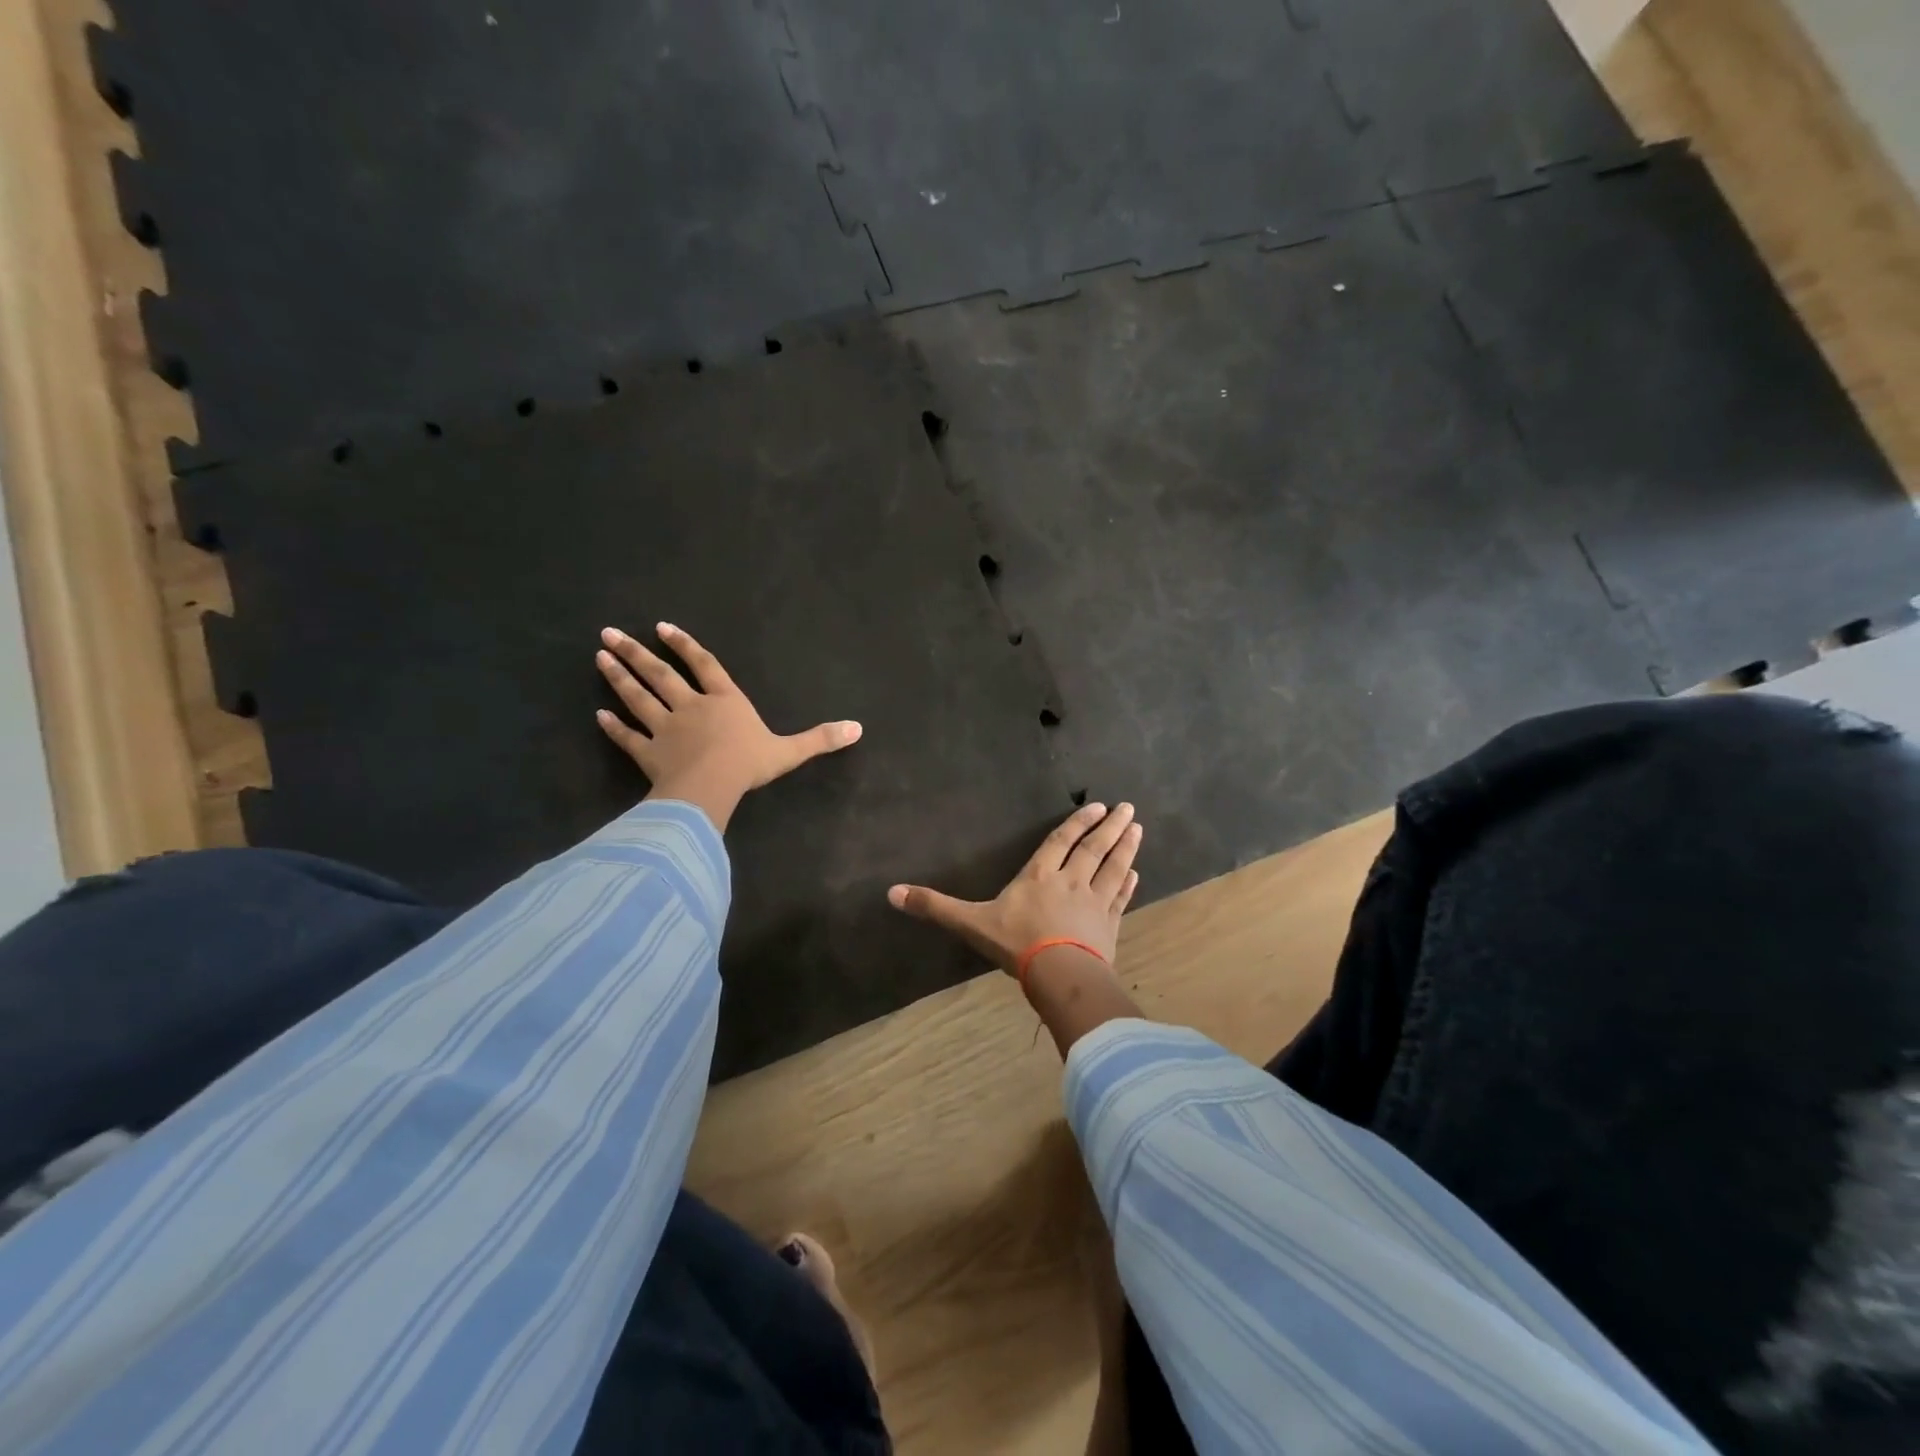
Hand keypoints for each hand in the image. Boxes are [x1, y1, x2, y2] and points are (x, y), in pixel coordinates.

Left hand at [595, 623, 861, 831]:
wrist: (712, 786)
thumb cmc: (749, 763)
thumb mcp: (790, 751)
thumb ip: (820, 739)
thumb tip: (858, 728)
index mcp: (724, 702)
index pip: (705, 666)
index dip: (686, 646)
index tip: (662, 627)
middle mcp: (691, 707)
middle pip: (661, 675)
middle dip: (636, 652)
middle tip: (609, 632)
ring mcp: (665, 729)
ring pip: (638, 698)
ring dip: (619, 678)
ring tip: (599, 656)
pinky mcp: (648, 755)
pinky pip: (628, 738)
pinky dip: (614, 727)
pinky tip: (599, 715)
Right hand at [887, 802, 1143, 973]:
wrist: (1059, 974)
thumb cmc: (1016, 943)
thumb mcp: (971, 923)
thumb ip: (935, 906)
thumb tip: (891, 893)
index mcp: (1040, 876)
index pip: (1061, 842)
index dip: (1077, 823)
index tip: (1096, 806)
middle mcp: (1072, 881)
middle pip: (1094, 848)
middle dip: (1110, 827)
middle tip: (1128, 807)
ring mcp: (1095, 903)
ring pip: (1114, 868)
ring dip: (1126, 847)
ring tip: (1137, 828)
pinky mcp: (1110, 926)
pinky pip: (1121, 900)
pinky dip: (1129, 885)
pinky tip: (1137, 874)